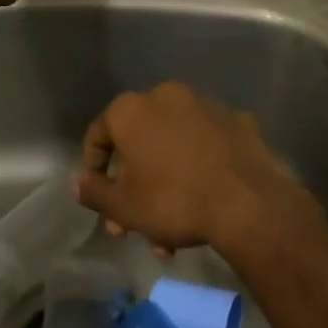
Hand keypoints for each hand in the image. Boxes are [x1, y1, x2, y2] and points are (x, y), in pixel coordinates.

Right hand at [73, 83, 295, 255]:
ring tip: (171, 231)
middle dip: (133, 185)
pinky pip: (206, 142)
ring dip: (166, 180)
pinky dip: (200, 164)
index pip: (99, 133)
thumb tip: (80, 182)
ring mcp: (204, 104)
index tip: (100, 196)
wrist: (247, 201)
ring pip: (173, 143)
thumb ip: (95, 192)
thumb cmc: (174, 200)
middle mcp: (165, 96)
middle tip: (134, 224)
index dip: (94, 166)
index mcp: (132, 110)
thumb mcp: (124, 207)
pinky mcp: (235, 119)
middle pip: (139, 141)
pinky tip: (205, 196)